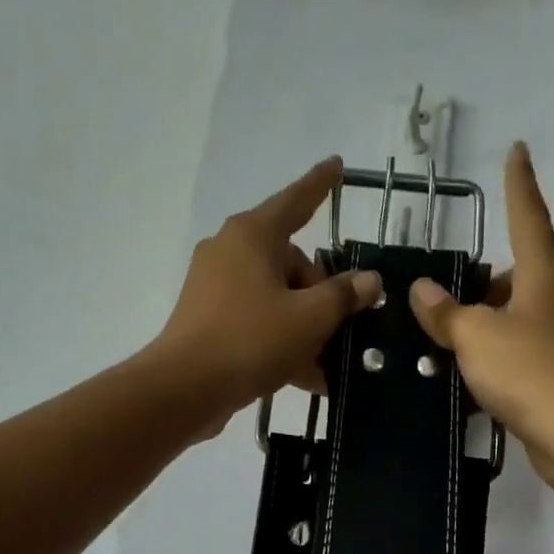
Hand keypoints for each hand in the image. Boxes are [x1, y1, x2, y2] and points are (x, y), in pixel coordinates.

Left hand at [151, 158, 381, 426]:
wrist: (184, 389)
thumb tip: (369, 280)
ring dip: (306, 326)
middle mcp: (231, 251)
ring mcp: (216, 285)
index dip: (321, 183)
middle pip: (292, 262)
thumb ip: (344, 295)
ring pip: (277, 296)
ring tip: (329, 363)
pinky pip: (258, 319)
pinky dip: (282, 340)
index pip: (296, 200)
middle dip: (321, 295)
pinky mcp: (209, 318)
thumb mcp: (310, 318)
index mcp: (253, 236)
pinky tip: (308, 377)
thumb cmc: (251, 340)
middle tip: (340, 328)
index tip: (338, 164)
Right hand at [409, 142, 553, 496]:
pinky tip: (471, 382)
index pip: (528, 218)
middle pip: (527, 274)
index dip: (519, 185)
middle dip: (494, 282)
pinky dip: (502, 359)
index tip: (518, 150)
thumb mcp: (475, 337)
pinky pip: (527, 354)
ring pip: (525, 317)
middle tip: (456, 301)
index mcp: (545, 277)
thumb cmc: (529, 371)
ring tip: (451, 346)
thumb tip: (423, 290)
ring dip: (494, 325)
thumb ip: (445, 312)